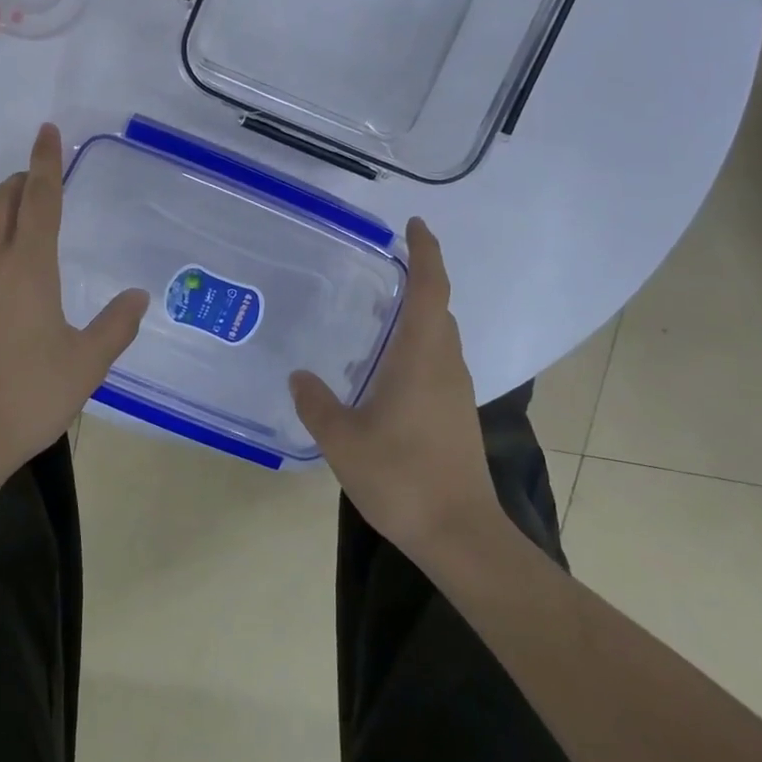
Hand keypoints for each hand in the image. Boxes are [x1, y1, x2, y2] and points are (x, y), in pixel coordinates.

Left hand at [0, 123, 148, 487]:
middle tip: (37, 177)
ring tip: (17, 221)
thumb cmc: (27, 395)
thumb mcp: (85, 364)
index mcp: (29, 266)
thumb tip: (139, 296)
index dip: (46, 161)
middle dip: (19, 181)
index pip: (41, 198)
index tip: (46, 130)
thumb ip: (115, 325)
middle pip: (0, 202)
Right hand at [289, 218, 500, 564]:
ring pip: (439, 337)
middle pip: (438, 308)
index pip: (430, 288)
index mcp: (422, 356)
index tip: (415, 225)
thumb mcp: (344, 440)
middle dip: (418, 280)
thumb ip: (316, 403)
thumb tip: (300, 375)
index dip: (426, 252)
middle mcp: (445, 364)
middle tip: (380, 269)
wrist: (461, 536)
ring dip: (416, 315)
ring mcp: (455, 391)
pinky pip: (437, 361)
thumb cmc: (403, 478)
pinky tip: (385, 368)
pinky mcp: (456, 414)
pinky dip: (416, 345)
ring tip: (375, 314)